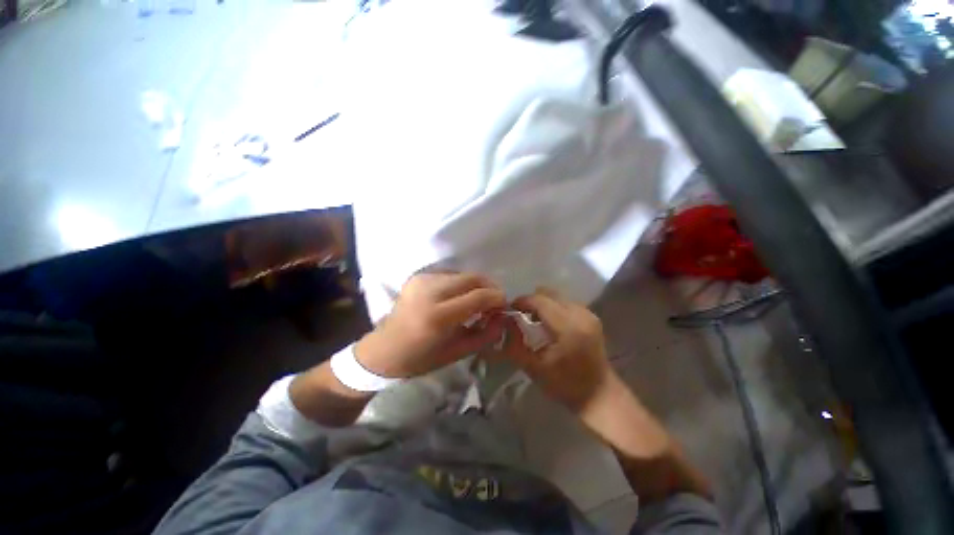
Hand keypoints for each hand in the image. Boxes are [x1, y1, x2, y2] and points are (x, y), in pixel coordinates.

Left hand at [356, 272, 506, 378]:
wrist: (384, 349)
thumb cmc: (421, 359)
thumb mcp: (458, 353)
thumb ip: (485, 334)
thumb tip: (503, 317)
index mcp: (438, 316)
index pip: (478, 296)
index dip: (497, 298)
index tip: (504, 306)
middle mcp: (430, 292)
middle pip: (472, 278)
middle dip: (490, 287)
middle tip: (494, 302)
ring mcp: (422, 281)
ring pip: (462, 274)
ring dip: (476, 285)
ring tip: (477, 301)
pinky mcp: (418, 277)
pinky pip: (450, 275)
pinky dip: (461, 284)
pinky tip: (459, 297)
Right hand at [503, 288, 619, 412]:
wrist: (599, 394)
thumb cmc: (565, 385)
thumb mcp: (533, 368)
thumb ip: (515, 343)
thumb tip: (506, 321)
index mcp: (568, 327)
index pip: (539, 300)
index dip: (521, 301)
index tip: (509, 310)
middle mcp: (580, 313)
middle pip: (548, 293)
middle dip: (531, 301)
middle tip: (520, 315)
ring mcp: (588, 313)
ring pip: (557, 296)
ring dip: (542, 303)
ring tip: (533, 319)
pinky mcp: (591, 316)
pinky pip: (565, 302)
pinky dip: (553, 307)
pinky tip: (549, 323)